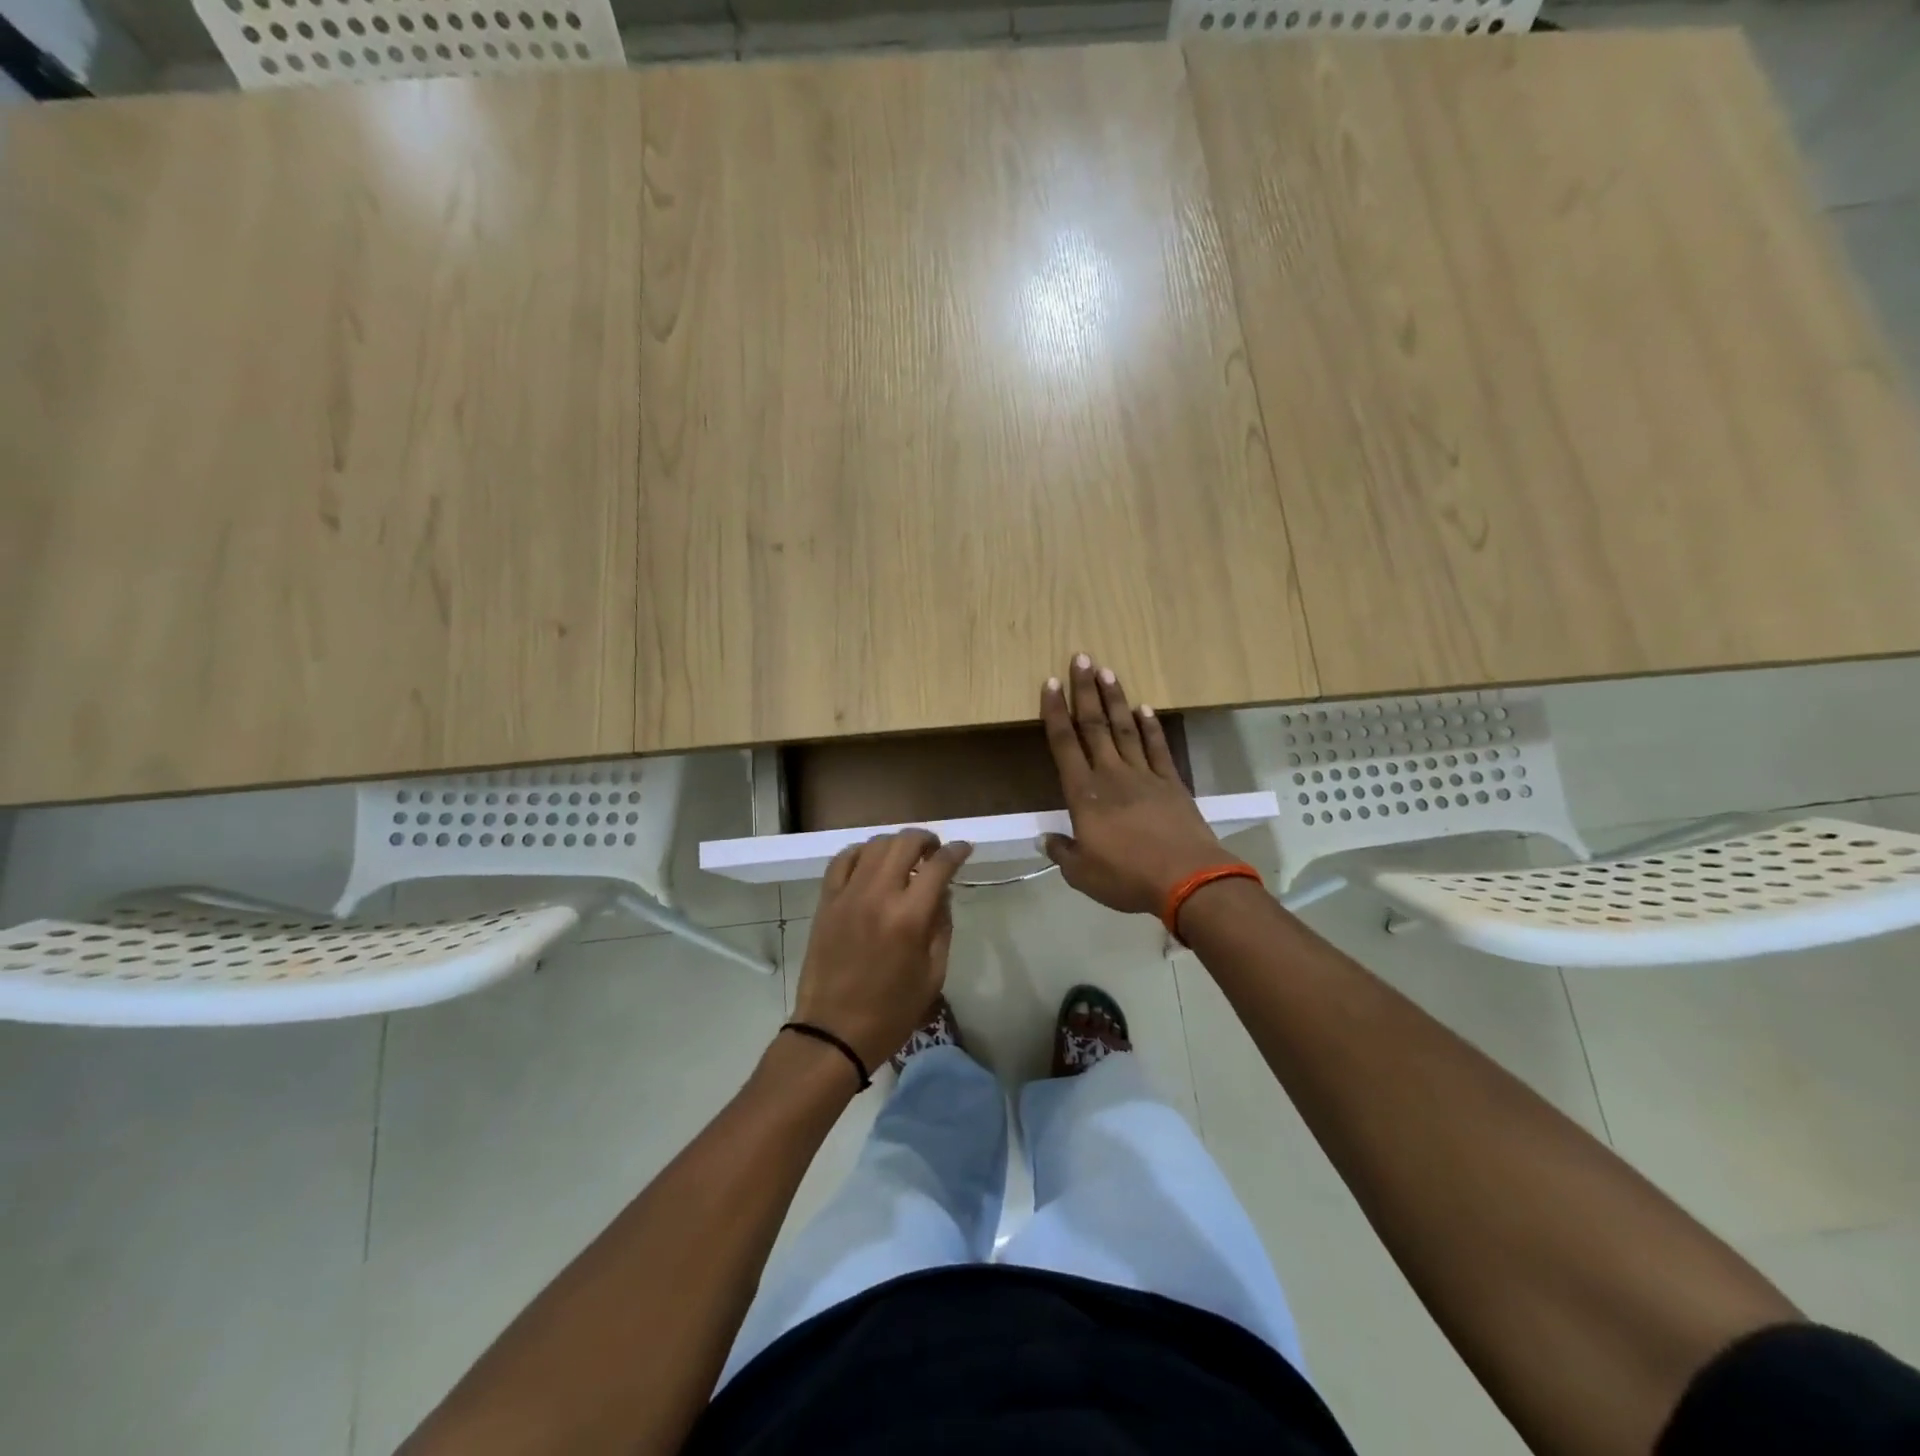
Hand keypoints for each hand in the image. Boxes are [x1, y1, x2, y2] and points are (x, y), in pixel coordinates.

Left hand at [792, 829, 972, 1071]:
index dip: (956, 851)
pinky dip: (861, 852)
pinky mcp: (827, 901)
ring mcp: (848, 895)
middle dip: (926, 839)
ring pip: (874, 845)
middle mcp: (878, 895)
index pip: (939, 865)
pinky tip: (871, 862)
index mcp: (909, 917)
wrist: (834, 1032)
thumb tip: (941, 893)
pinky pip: (843, 859)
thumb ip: (941, 927)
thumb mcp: (933, 974)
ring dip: (896, 844)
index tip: (964, 849)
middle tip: (935, 851)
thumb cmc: (891, 1011)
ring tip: (905, 857)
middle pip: (904, 842)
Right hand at [1039, 654, 1241, 915]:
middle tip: (1081, 658)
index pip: (1064, 744)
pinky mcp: (1171, 783)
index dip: (1054, 712)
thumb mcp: (1082, 874)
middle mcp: (1111, 775)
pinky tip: (1144, 708)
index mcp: (1084, 794)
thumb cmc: (1127, 877)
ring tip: (1107, 671)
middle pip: (1094, 725)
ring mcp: (1144, 775)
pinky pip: (1157, 747)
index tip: (1050, 684)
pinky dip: (1150, 726)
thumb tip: (1046, 840)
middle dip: (1085, 690)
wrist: (1187, 879)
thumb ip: (1062, 852)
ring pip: (1124, 728)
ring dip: (1114, 699)